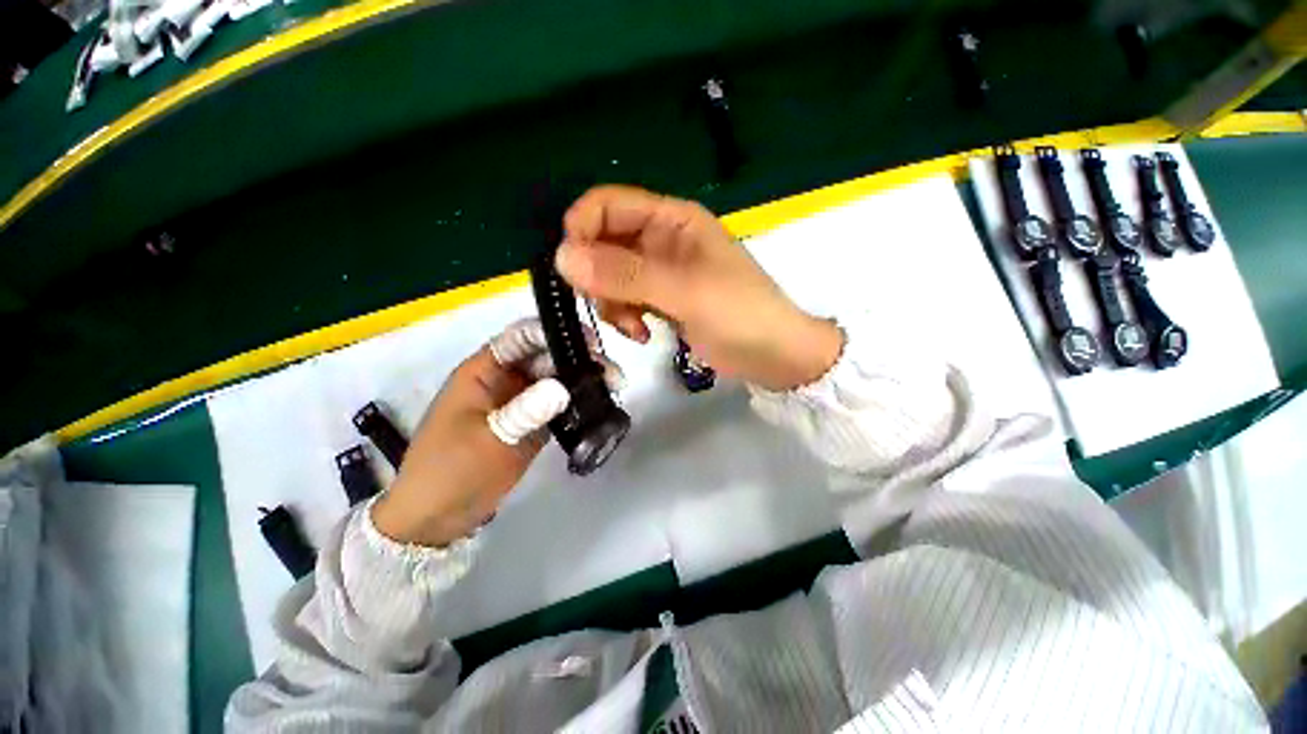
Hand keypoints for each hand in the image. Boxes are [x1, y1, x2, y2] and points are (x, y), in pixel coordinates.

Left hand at [372, 319, 608, 546]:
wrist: (437, 519)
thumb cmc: (451, 472)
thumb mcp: (488, 439)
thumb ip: (525, 411)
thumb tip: (563, 387)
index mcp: (484, 372)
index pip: (521, 339)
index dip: (553, 333)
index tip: (590, 340)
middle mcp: (505, 380)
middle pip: (546, 357)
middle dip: (579, 359)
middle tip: (612, 372)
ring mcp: (520, 402)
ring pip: (557, 380)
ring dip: (584, 380)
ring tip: (615, 386)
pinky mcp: (532, 423)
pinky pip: (559, 404)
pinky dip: (579, 402)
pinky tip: (600, 404)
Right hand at [557, 185, 842, 390]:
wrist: (774, 355)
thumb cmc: (739, 314)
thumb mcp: (684, 291)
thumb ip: (625, 274)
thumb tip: (561, 257)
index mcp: (672, 219)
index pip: (606, 205)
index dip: (581, 231)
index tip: (573, 271)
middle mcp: (662, 239)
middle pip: (603, 243)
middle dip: (597, 277)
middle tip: (609, 306)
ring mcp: (661, 272)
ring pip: (611, 276)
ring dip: (612, 303)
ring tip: (634, 327)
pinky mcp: (663, 299)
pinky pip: (626, 299)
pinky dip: (626, 316)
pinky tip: (643, 335)